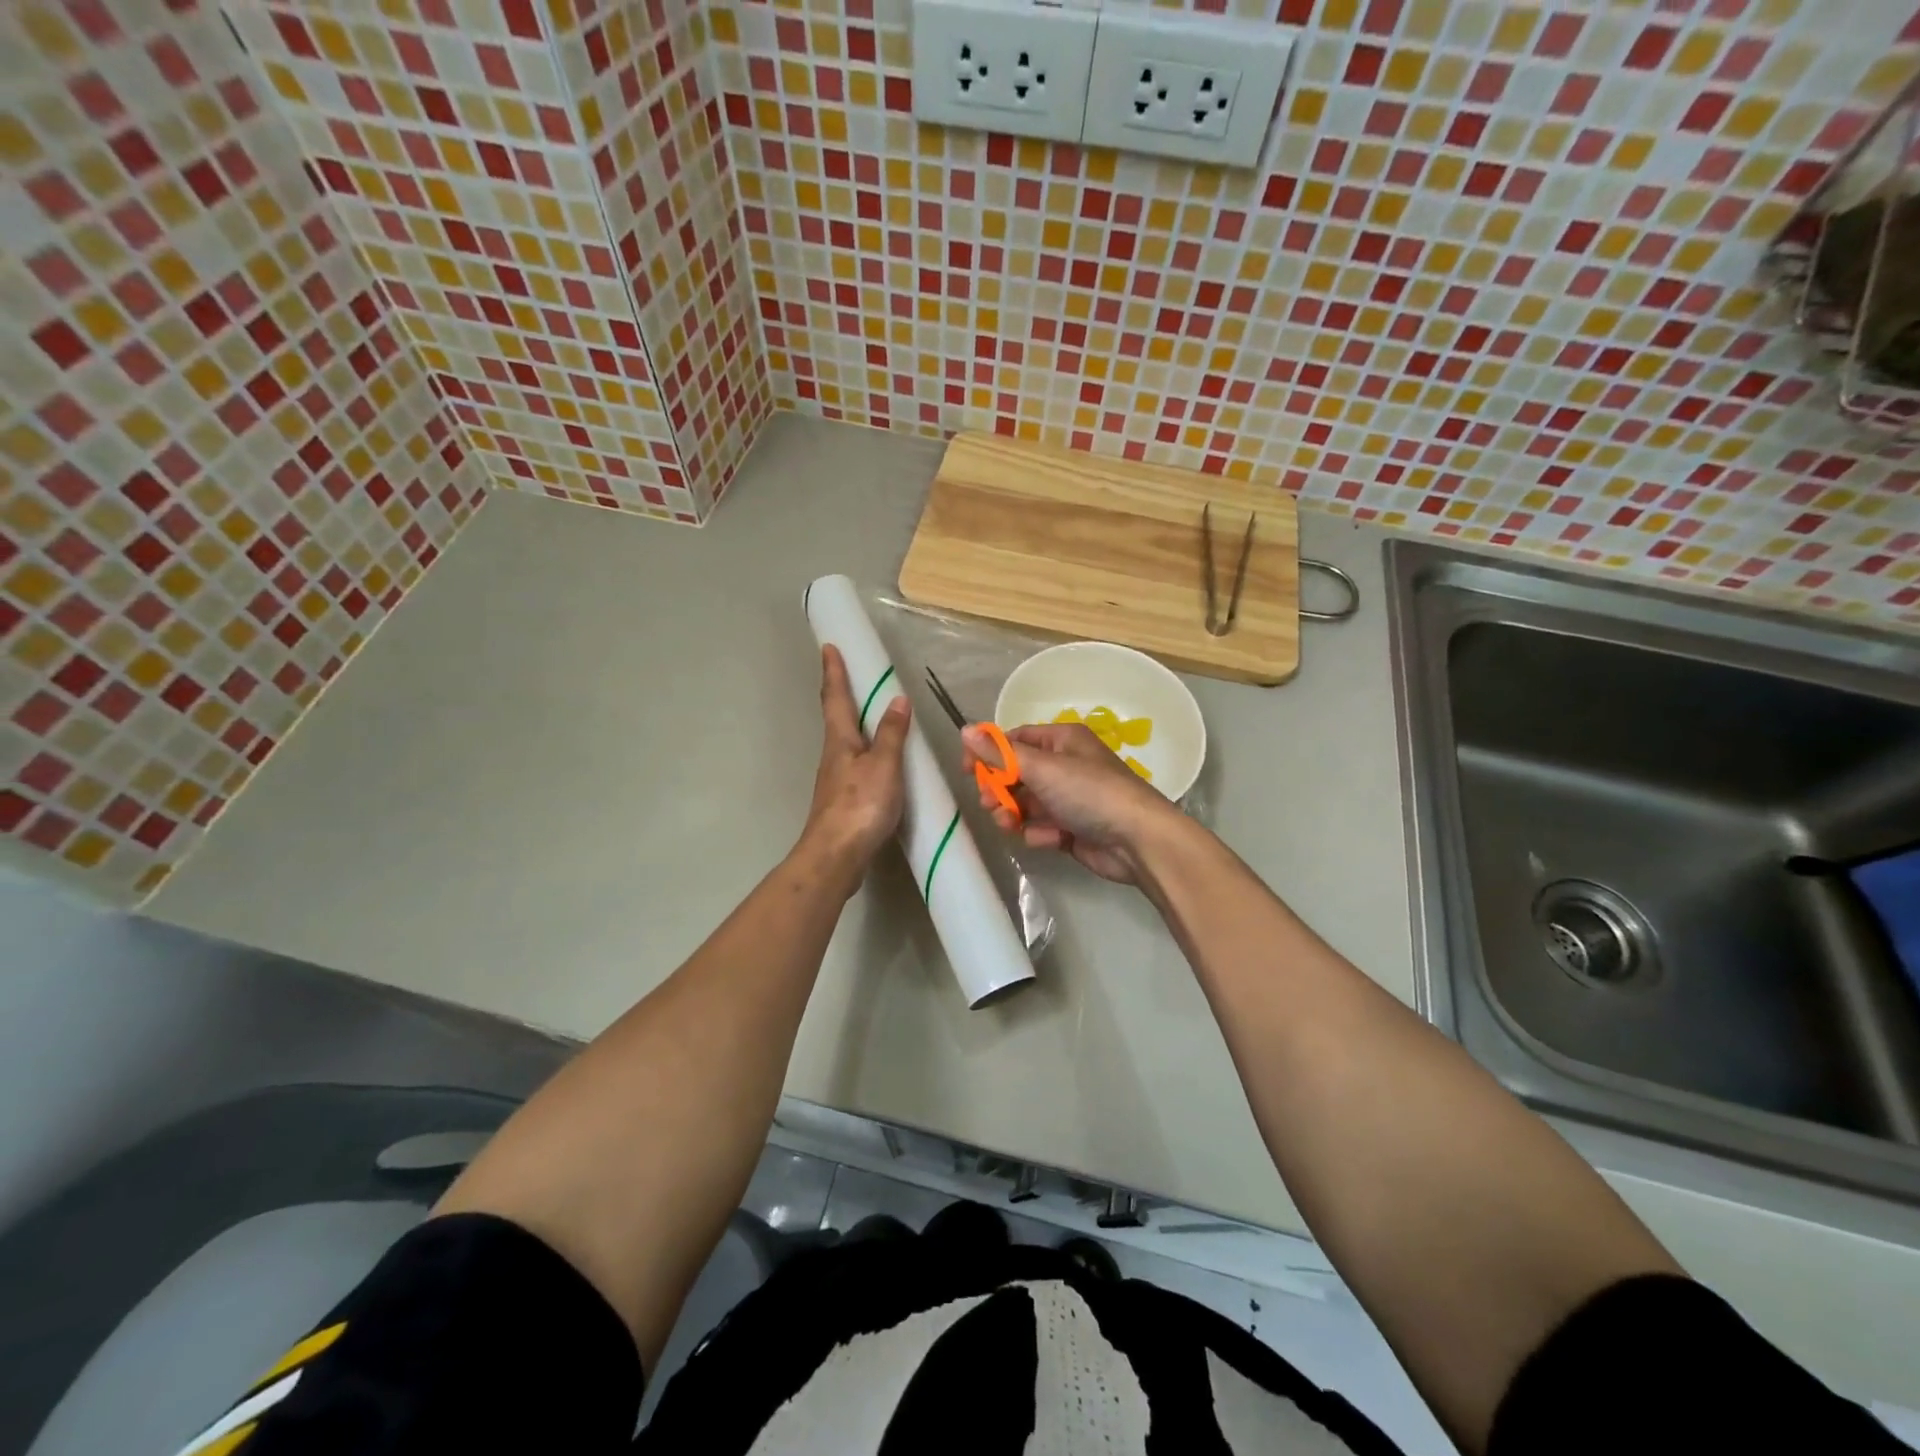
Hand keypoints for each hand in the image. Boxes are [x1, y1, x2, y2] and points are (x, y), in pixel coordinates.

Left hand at [800, 645, 909, 884]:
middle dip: (840, 693)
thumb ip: (892, 734)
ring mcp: (836, 779)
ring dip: (854, 722)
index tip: (828, 646)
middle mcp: (833, 755)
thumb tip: (897, 699)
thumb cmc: (860, 805)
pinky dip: (865, 751)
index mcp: (840, 741)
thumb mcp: (884, 766)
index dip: (833, 671)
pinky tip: (878, 760)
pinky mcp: (843, 801)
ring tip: (870, 711)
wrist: (836, 856)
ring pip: (845, 742)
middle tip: (849, 673)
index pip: (835, 698)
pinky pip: (855, 764)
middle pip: (836, 717)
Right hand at [961, 721, 1177, 883]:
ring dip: (1012, 814)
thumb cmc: (1089, 792)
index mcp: (1061, 741)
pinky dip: (1039, 833)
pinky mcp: (1071, 828)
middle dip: (999, 789)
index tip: (967, 770)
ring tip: (1008, 824)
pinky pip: (1041, 827)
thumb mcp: (1041, 768)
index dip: (989, 754)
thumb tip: (965, 730)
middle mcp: (1065, 765)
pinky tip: (1050, 838)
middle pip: (1016, 774)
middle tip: (988, 802)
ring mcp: (1069, 799)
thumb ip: (1000, 753)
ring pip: (1025, 803)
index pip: (1015, 740)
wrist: (1136, 840)